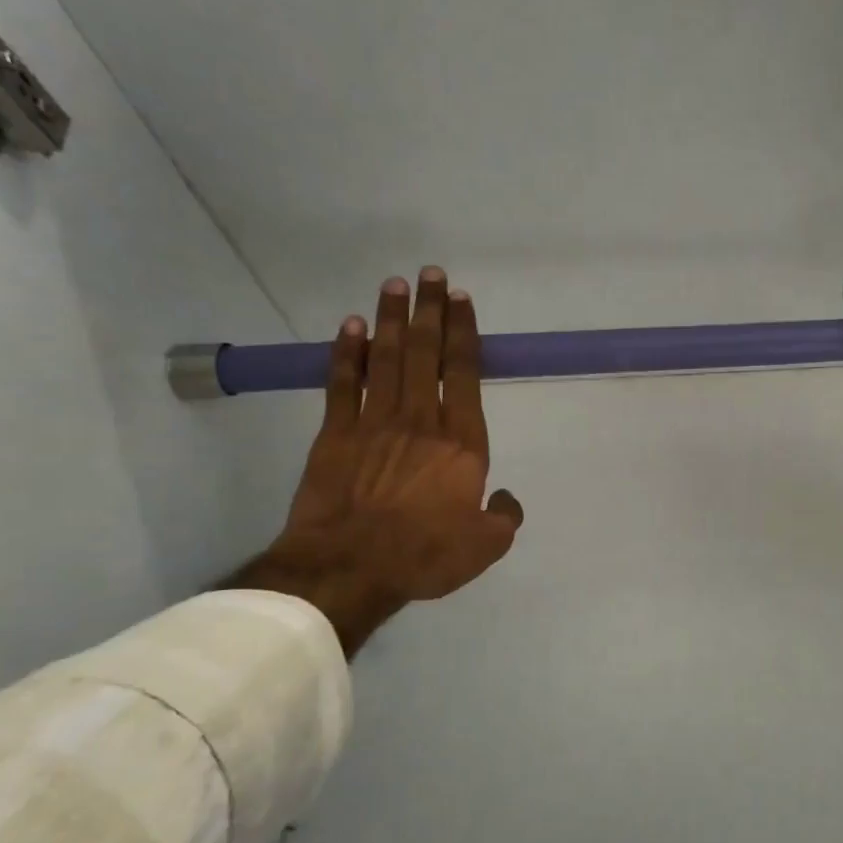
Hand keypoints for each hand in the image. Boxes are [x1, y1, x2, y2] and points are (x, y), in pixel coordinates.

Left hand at [232, 269, 522, 654]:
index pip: (465, 373)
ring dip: (391, 319)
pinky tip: (350, 327)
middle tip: (430, 274)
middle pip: (425, 353)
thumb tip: (506, 498)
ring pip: (386, 359)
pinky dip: (347, 353)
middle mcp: (421, 420)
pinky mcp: (336, 434)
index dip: (463, 333)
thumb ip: (504, 517)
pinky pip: (343, 384)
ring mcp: (375, 423)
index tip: (461, 300)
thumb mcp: (486, 546)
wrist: (349, 568)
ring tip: (395, 284)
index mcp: (462, 443)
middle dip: (429, 310)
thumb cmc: (424, 555)